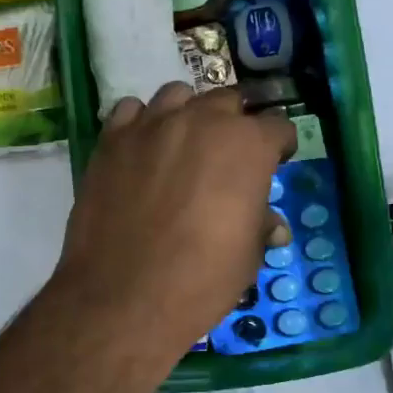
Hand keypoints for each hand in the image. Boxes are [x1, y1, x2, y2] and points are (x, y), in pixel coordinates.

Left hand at [54, 83, 296, 357]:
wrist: (124, 296)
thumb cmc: (201, 279)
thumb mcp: (248, 256)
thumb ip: (261, 225)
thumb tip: (271, 224)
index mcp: (248, 145)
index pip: (278, 126)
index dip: (279, 146)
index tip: (275, 163)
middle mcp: (202, 121)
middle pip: (227, 101)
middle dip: (234, 124)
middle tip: (228, 157)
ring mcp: (153, 124)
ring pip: (178, 96)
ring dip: (188, 114)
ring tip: (184, 144)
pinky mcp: (113, 138)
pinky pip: (132, 111)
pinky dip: (142, 123)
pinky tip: (142, 149)